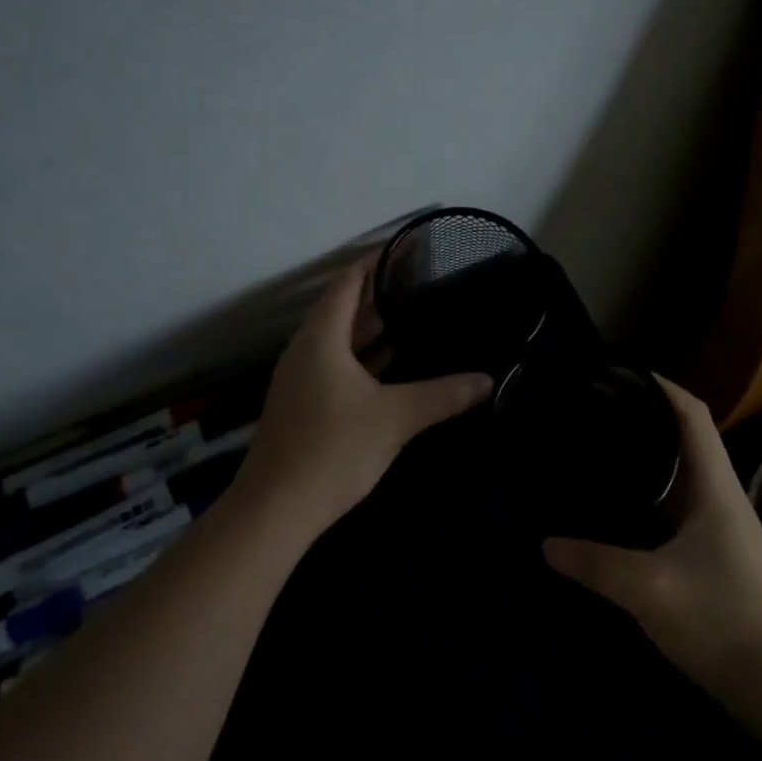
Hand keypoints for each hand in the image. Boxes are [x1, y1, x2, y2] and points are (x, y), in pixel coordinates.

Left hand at [232, 257, 493, 538]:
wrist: (275, 511)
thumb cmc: (332, 450)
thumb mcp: (395, 418)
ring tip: (410, 315)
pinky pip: (335, 364)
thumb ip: (443, 395)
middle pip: (342, 309)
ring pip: (338, 340)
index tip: (403, 249)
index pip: (347, 283)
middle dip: (376, 294)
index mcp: (321, 338)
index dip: (373, 262)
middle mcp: (305, 350)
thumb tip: (487, 380)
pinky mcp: (302, 405)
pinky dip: (361, 357)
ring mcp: (300, 379)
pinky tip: (389, 365)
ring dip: (369, 328)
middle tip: (418, 282)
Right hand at [543, 377, 761, 723]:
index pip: (691, 412)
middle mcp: (718, 494)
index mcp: (713, 484)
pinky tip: (618, 506)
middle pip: (683, 436)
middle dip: (642, 416)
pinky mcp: (714, 554)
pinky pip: (675, 506)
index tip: (620, 372)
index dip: (660, 384)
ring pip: (678, 473)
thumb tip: (545, 543)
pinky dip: (648, 494)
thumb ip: (596, 562)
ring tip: (597, 447)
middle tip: (593, 409)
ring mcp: (719, 526)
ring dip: (645, 456)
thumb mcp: (650, 589)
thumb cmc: (725, 620)